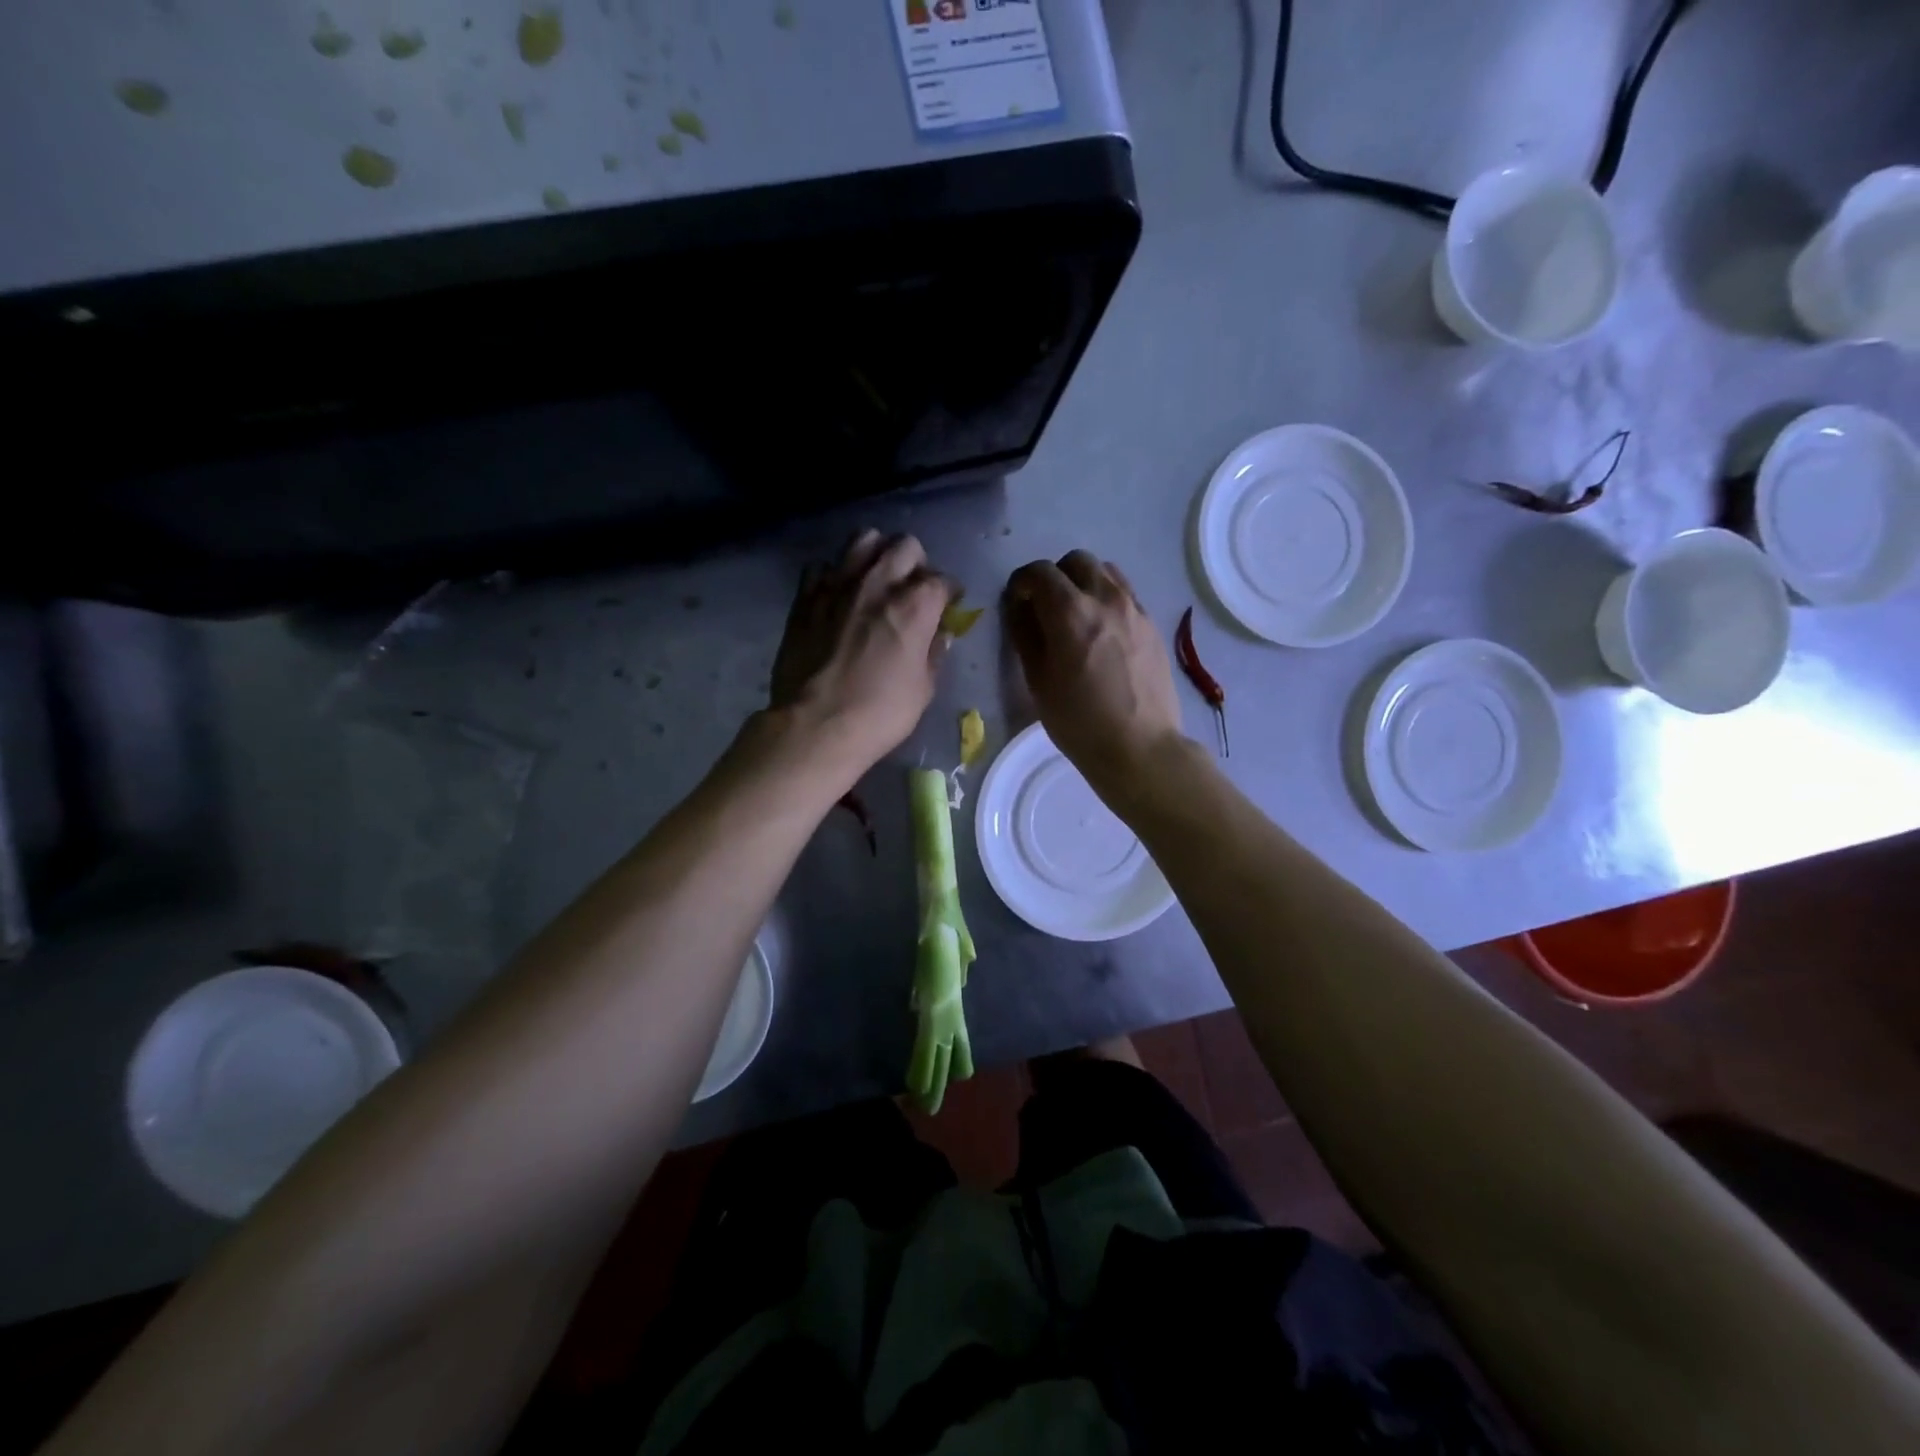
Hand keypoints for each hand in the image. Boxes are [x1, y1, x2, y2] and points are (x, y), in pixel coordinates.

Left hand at [768, 530, 951, 778]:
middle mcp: (878, 584)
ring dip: (877, 553)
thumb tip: (939, 633)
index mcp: (914, 606)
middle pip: (905, 546)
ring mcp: (838, 585)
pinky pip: (824, 566)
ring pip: (864, 540)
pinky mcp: (806, 596)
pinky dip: (836, 575)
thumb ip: (934, 653)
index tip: (949, 603)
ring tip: (877, 577)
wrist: (815, 725)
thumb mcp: (923, 689)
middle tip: (913, 587)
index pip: (942, 580)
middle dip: (916, 563)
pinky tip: (839, 595)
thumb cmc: (879, 714)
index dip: (949, 591)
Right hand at [1004, 551, 1186, 800]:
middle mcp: (1106, 598)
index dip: (1021, 582)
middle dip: (1055, 576)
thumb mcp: (1038, 681)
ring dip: (1083, 583)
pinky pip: (1125, 593)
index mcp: (1071, 612)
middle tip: (1046, 607)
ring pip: (1105, 571)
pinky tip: (1102, 632)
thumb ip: (1025, 634)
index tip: (1017, 602)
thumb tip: (1020, 607)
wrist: (1140, 747)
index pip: (1039, 571)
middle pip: (1076, 561)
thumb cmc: (1079, 721)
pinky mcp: (1152, 625)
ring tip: (1076, 615)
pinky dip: (1107, 599)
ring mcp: (1134, 609)